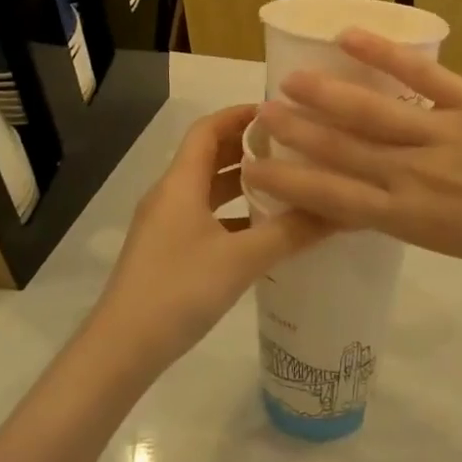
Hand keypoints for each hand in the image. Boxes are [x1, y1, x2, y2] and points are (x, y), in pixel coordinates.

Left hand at [86, 105, 325, 373]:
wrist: (122, 349)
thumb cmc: (179, 290)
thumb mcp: (241, 260)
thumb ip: (290, 232)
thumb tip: (339, 209)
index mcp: (180, 183)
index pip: (208, 129)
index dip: (240, 114)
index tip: (280, 112)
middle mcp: (170, 195)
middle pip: (209, 155)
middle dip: (248, 146)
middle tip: (292, 145)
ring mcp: (166, 225)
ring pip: (208, 189)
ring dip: (242, 181)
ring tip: (285, 182)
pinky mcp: (168, 251)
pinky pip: (205, 217)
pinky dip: (233, 214)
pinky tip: (262, 230)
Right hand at [246, 31, 461, 296]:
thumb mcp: (460, 247)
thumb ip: (419, 217)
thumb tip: (389, 195)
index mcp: (411, 220)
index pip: (333, 201)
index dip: (290, 183)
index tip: (255, 169)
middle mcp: (416, 177)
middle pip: (342, 152)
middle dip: (296, 134)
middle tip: (257, 116)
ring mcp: (445, 135)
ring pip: (371, 113)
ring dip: (325, 95)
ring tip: (289, 79)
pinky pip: (422, 76)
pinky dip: (385, 55)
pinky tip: (350, 38)